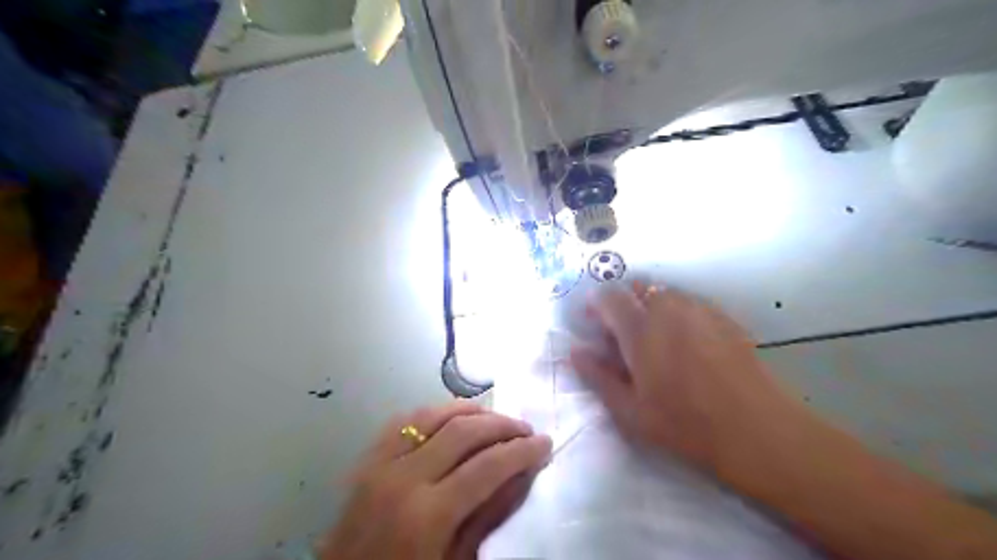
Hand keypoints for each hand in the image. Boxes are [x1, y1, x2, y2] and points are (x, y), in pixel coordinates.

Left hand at [320, 400, 548, 558]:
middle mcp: (403, 478)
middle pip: (463, 431)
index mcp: (427, 515)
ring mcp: (380, 464)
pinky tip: (453, 418)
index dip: (522, 451)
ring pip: (433, 414)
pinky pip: (405, 421)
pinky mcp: (367, 459)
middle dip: (502, 425)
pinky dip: (435, 413)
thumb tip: (523, 473)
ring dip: (470, 411)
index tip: (545, 443)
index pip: (487, 466)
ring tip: (496, 420)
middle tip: (526, 430)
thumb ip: (490, 516)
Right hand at [572, 285, 811, 481]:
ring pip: (665, 294)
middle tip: (624, 335)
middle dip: (624, 304)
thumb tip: (575, 352)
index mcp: (640, 329)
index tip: (593, 325)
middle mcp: (669, 309)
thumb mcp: (630, 411)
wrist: (757, 430)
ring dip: (651, 307)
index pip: (609, 296)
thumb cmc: (685, 425)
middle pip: (638, 288)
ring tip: (656, 340)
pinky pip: (690, 303)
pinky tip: (687, 343)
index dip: (596, 304)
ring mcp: (700, 310)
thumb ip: (598, 377)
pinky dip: (678, 313)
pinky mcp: (724, 317)